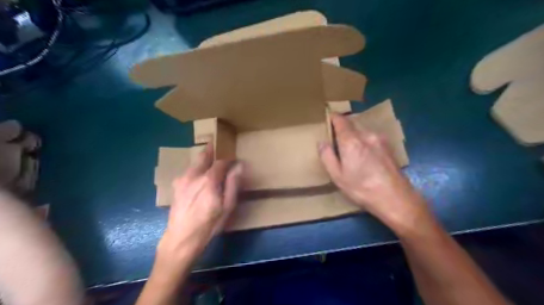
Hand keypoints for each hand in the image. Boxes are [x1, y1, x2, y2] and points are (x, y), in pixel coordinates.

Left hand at [158, 144, 241, 260]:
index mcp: (209, 179)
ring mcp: (182, 179)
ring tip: (212, 159)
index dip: (228, 156)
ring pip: (195, 161)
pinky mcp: (176, 185)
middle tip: (220, 146)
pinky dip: (197, 168)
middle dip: (213, 149)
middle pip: (204, 154)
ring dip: (204, 158)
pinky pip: (189, 170)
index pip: (220, 160)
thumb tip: (239, 166)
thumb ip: (233, 184)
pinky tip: (200, 176)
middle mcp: (194, 175)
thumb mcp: (227, 207)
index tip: (234, 155)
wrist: (181, 239)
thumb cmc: (209, 224)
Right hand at [320, 113, 429, 232]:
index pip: (341, 120)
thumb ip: (327, 156)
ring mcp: (380, 139)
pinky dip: (365, 141)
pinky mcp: (389, 146)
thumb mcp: (337, 176)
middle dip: (343, 128)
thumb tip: (322, 142)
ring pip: (363, 131)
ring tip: (351, 150)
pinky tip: (365, 156)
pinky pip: (372, 137)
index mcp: (351, 141)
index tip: (327, 119)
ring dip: (355, 135)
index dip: (333, 117)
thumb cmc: (361, 188)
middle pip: (352, 124)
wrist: (395, 198)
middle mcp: (366, 135)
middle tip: (337, 140)